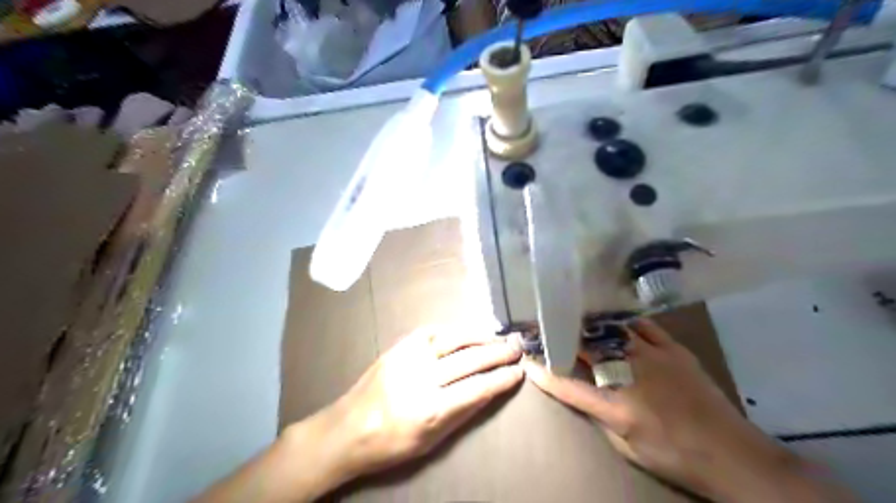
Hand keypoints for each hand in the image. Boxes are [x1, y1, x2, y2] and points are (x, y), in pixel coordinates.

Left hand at [192, 325, 521, 502]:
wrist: (345, 429)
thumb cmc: (389, 445)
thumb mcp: (430, 441)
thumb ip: (462, 413)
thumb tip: (489, 390)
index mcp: (430, 408)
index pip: (478, 387)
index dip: (502, 378)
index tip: (520, 371)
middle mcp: (422, 377)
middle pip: (469, 359)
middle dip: (498, 352)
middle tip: (517, 347)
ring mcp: (408, 357)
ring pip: (453, 338)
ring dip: (479, 335)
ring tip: (498, 335)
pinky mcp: (398, 347)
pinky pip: (431, 331)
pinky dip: (452, 330)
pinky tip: (466, 331)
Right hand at [523, 321, 845, 501]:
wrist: (731, 453)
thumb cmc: (674, 455)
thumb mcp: (626, 446)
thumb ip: (600, 415)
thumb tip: (582, 390)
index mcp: (616, 406)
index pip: (567, 385)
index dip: (543, 372)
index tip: (527, 359)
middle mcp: (630, 375)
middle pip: (587, 348)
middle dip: (563, 337)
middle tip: (548, 327)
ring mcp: (653, 357)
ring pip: (612, 332)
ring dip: (590, 326)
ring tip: (575, 317)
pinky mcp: (674, 350)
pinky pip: (643, 326)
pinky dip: (625, 323)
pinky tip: (616, 322)